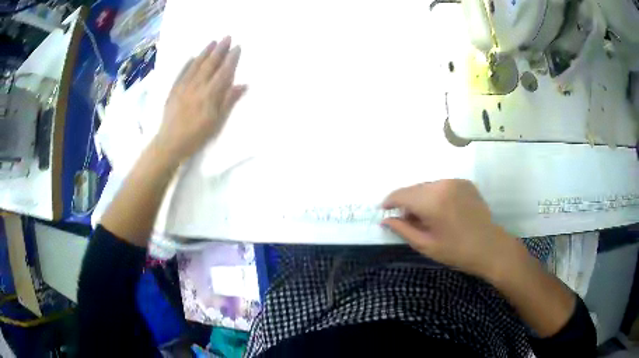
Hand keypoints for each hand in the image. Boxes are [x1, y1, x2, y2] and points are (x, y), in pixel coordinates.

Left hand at [156, 36, 246, 162]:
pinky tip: (192, 57)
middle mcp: (197, 86)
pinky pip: (182, 72)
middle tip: (227, 37)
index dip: (231, 59)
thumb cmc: (196, 136)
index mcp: (210, 94)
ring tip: (212, 42)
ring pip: (196, 65)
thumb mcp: (216, 122)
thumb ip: (228, 101)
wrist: (170, 143)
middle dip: (220, 50)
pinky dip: (188, 63)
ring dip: (205, 52)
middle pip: (210, 64)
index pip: (223, 72)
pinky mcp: (174, 90)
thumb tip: (243, 85)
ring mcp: (184, 86)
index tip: (237, 47)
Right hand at [382, 179, 524, 280]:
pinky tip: (441, 211)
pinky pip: (442, 186)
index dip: (390, 202)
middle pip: (414, 188)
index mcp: (431, 200)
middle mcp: (442, 184)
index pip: (401, 194)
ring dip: (421, 198)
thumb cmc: (456, 251)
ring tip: (425, 217)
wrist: (490, 247)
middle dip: (406, 202)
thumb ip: (402, 229)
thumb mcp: (425, 244)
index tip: (384, 211)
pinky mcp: (465, 183)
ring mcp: (456, 181)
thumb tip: (385, 220)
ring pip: (428, 186)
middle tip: (406, 219)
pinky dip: (436, 196)